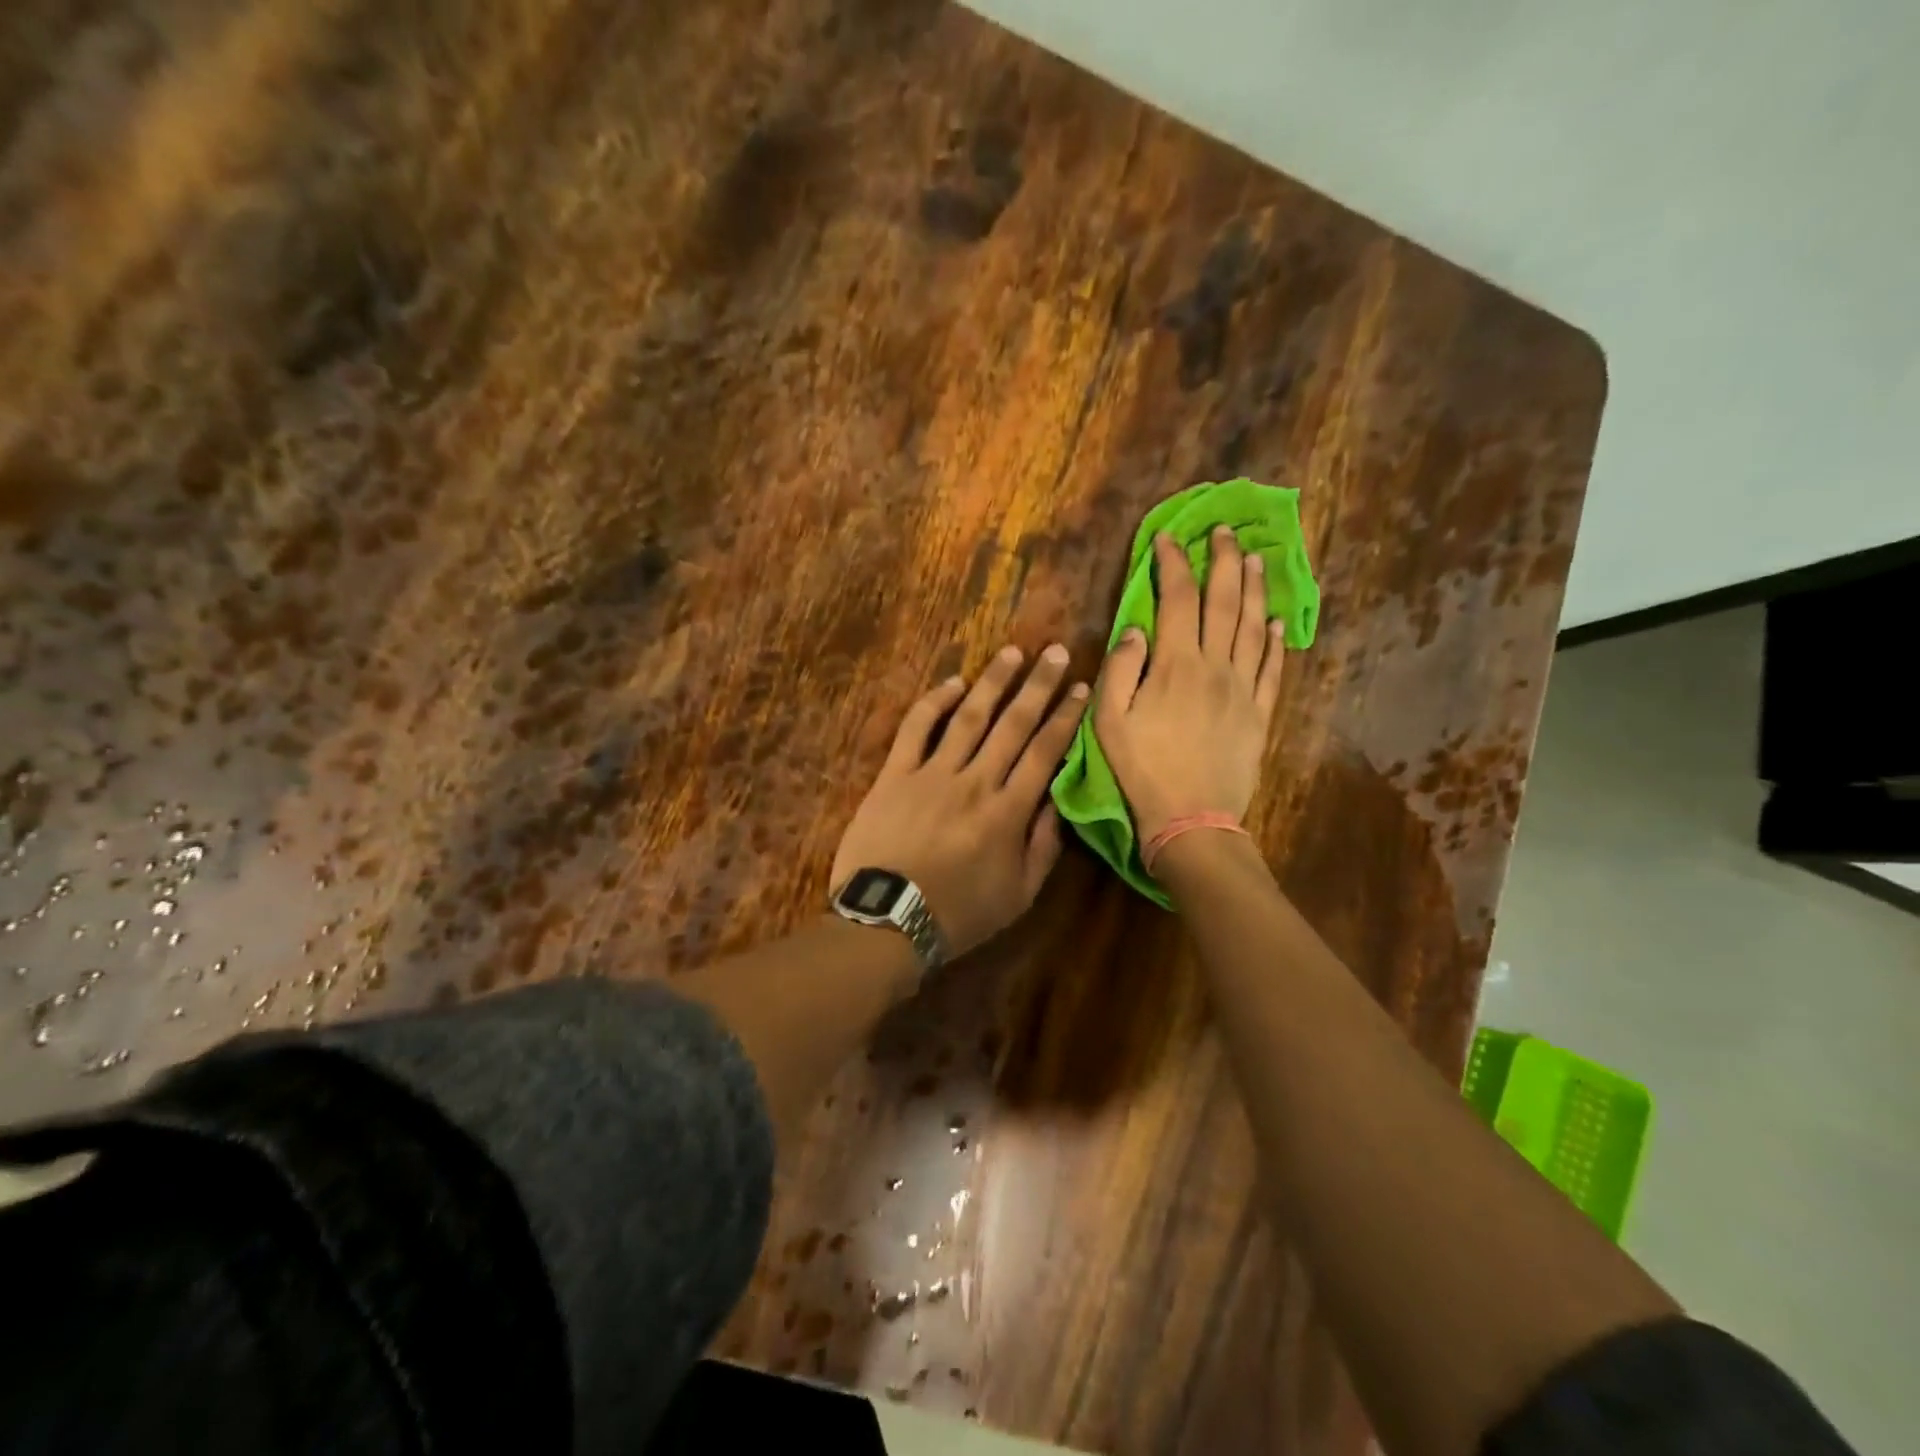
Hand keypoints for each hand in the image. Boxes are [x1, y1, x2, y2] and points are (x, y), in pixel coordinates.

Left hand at [833, 644, 1088, 955]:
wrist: (888, 921)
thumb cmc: (959, 914)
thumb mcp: (1019, 895)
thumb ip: (1044, 846)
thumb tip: (1060, 801)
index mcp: (1009, 812)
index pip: (1045, 753)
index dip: (1065, 718)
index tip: (1081, 689)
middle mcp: (976, 782)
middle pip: (1013, 724)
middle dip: (1038, 686)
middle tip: (1056, 652)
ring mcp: (932, 774)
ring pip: (969, 717)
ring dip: (993, 682)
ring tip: (1013, 653)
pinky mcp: (894, 775)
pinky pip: (916, 729)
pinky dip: (933, 702)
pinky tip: (952, 682)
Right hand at [1095, 527, 1285, 844]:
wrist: (1191, 818)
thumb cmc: (1142, 770)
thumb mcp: (1109, 721)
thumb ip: (1120, 668)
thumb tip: (1137, 628)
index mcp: (1175, 664)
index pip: (1177, 599)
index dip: (1172, 564)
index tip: (1167, 539)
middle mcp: (1215, 666)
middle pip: (1224, 601)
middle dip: (1223, 560)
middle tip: (1224, 531)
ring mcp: (1243, 688)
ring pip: (1252, 626)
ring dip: (1254, 588)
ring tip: (1255, 558)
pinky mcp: (1260, 712)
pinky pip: (1272, 667)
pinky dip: (1274, 640)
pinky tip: (1274, 621)